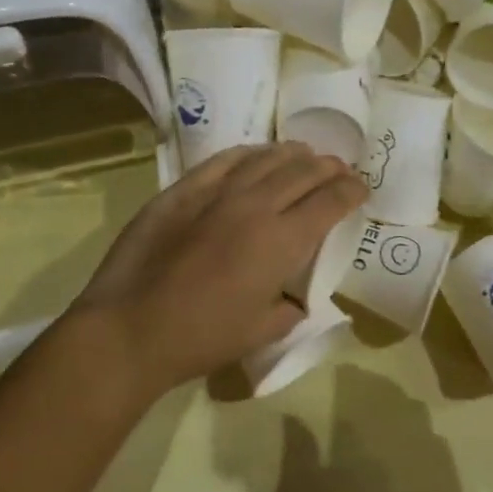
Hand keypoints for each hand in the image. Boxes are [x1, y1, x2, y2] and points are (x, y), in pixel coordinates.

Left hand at [68, 142, 366, 398]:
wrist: (132, 328)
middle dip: (330, 168)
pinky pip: (225, 159)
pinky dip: (250, 154)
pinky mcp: (184, 189)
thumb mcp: (264, 331)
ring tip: (305, 155)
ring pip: (267, 158)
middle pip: (304, 171)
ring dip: (294, 155)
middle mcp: (257, 205)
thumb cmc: (203, 337)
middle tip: (339, 170)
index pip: (331, 201)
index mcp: (283, 241)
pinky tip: (257, 155)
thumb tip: (294, 294)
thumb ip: (291, 307)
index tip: (361, 189)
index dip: (352, 190)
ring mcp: (218, 192)